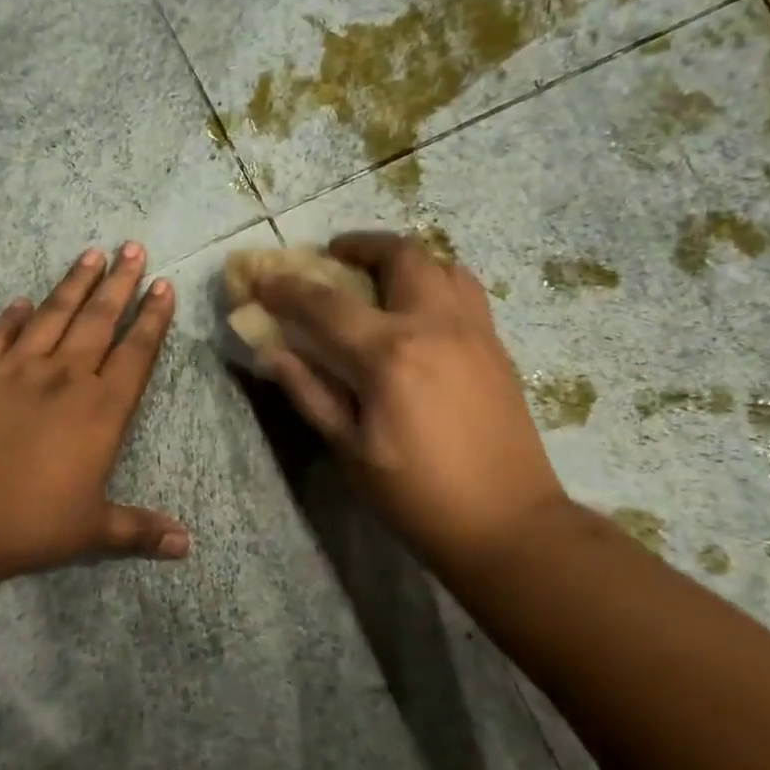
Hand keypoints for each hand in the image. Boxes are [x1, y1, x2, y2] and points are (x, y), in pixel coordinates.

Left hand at [0, 244, 188, 584]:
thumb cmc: (30, 520)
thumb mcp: (91, 530)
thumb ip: (139, 530)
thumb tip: (187, 546)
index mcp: (102, 410)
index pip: (136, 354)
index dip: (152, 320)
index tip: (163, 285)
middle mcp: (66, 377)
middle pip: (99, 320)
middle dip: (120, 284)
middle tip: (133, 247)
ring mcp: (18, 370)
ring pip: (53, 315)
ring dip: (74, 284)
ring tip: (91, 254)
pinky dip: (11, 316)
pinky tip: (21, 300)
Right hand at [253, 231, 566, 573]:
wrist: (507, 522)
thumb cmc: (415, 495)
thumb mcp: (349, 450)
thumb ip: (309, 392)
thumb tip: (272, 352)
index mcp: (389, 355)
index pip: (326, 305)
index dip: (287, 289)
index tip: (262, 281)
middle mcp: (435, 325)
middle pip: (398, 256)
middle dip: (358, 246)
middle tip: (333, 257)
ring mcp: (474, 330)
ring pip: (441, 263)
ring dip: (402, 259)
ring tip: (378, 277)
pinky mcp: (496, 345)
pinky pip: (465, 289)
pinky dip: (434, 280)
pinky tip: (419, 310)